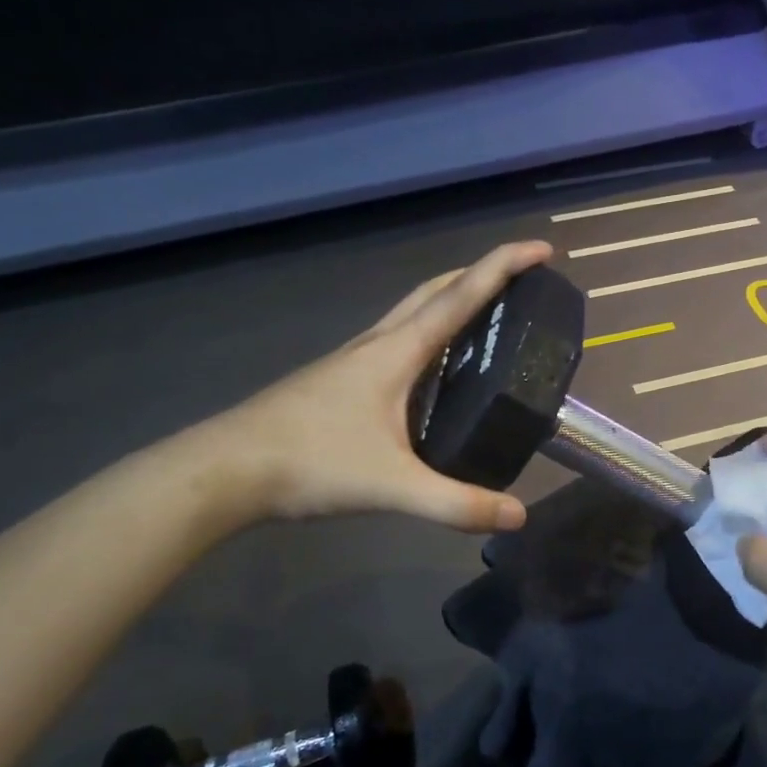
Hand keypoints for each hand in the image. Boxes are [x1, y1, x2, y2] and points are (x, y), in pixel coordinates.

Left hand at [179, 241, 553, 533]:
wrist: (225, 471)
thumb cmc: (310, 463)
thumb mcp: (392, 487)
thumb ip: (457, 503)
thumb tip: (518, 516)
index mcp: (395, 352)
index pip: (460, 296)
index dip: (503, 267)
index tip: (542, 249)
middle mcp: (376, 345)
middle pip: (434, 292)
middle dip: (479, 275)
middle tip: (519, 282)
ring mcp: (353, 362)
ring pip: (411, 315)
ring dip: (451, 302)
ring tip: (485, 321)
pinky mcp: (340, 383)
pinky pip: (395, 343)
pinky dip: (427, 337)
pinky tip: (433, 373)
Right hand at [451, 478, 766, 766]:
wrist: (684, 523)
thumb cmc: (732, 604)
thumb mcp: (757, 683)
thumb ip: (753, 750)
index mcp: (649, 759)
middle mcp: (582, 737)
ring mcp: (541, 685)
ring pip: (515, 761)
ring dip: (544, 763)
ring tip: (571, 740)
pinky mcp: (520, 638)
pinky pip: (500, 689)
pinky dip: (518, 703)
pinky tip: (545, 685)